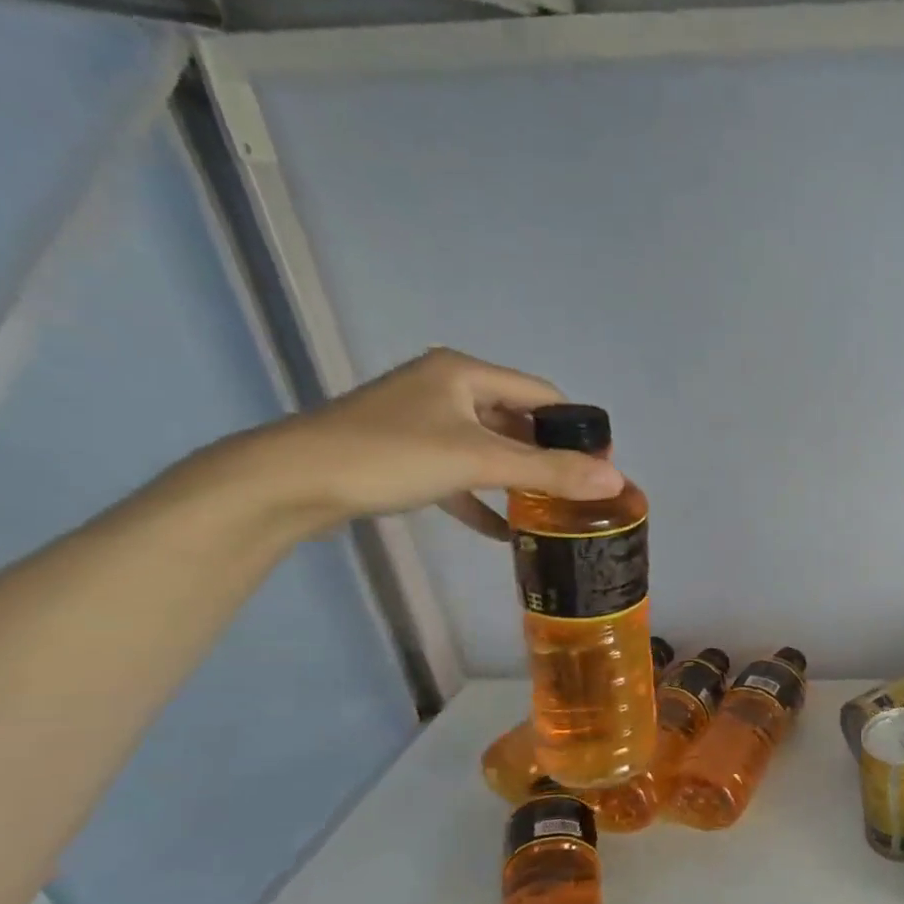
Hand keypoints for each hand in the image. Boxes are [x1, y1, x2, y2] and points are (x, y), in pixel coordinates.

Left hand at [225, 349, 624, 539]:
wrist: (288, 482)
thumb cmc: (390, 456)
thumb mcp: (479, 462)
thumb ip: (549, 472)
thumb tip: (615, 481)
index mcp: (465, 373)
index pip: (543, 394)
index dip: (577, 429)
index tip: (601, 467)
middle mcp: (445, 388)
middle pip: (518, 420)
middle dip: (549, 457)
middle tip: (580, 493)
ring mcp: (421, 421)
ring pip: (490, 447)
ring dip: (519, 478)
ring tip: (551, 510)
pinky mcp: (404, 454)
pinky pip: (460, 472)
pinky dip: (484, 498)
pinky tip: (504, 530)